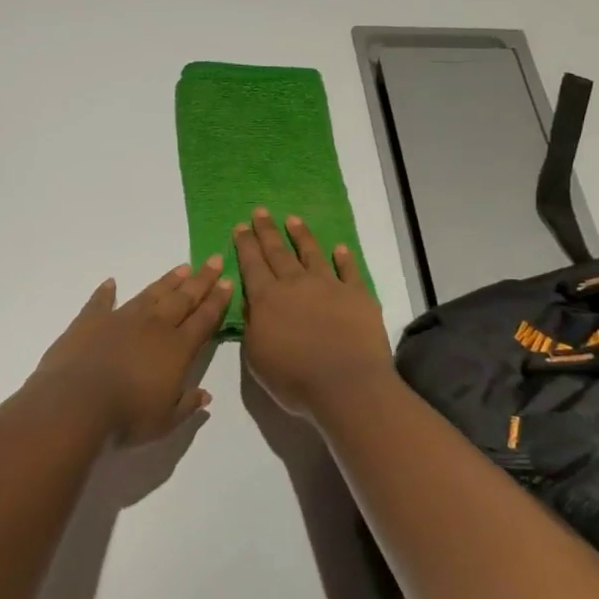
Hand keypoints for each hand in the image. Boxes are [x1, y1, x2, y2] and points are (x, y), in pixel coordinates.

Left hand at [33, 257, 230, 445]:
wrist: (78, 401)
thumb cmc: (128, 416)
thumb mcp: (165, 421)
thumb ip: (186, 405)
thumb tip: (205, 396)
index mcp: (177, 349)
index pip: (204, 319)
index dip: (218, 301)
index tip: (228, 281)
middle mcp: (154, 326)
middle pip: (183, 298)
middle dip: (201, 280)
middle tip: (214, 261)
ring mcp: (121, 318)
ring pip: (151, 294)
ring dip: (168, 281)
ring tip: (182, 268)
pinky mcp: (91, 320)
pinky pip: (101, 301)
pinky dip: (106, 292)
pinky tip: (111, 283)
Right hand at [235, 209, 393, 421]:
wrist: (347, 386)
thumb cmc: (294, 378)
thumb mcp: (256, 357)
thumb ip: (251, 326)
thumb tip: (251, 303)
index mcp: (266, 299)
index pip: (251, 264)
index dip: (245, 244)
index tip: (240, 226)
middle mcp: (295, 284)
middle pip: (277, 252)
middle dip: (267, 231)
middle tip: (260, 212)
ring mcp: (329, 286)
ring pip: (311, 254)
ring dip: (301, 236)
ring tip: (293, 220)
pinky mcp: (358, 296)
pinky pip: (350, 270)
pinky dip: (344, 258)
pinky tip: (340, 248)